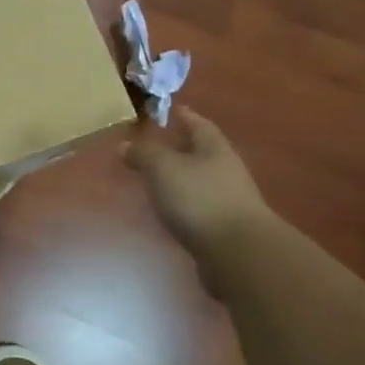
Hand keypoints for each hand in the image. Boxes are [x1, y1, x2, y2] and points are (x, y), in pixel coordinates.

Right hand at [123, 112, 273, 253]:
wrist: (238, 253)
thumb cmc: (199, 199)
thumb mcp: (163, 168)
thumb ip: (143, 153)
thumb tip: (125, 145)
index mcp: (214, 148)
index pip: (198, 124)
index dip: (183, 116)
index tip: (168, 111)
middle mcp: (225, 169)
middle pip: (200, 152)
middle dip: (178, 148)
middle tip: (153, 146)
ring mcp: (228, 200)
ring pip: (198, 179)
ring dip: (179, 177)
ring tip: (153, 179)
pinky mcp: (224, 227)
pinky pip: (198, 205)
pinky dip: (182, 203)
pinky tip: (167, 210)